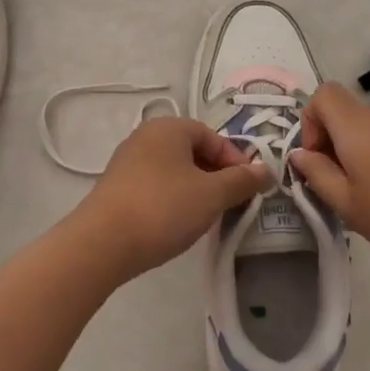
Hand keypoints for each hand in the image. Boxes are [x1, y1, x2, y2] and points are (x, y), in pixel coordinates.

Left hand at [72, 118, 270, 280]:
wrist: (103, 242)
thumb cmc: (163, 208)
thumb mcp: (212, 194)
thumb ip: (242, 180)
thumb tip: (266, 170)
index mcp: (168, 128)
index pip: (212, 136)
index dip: (236, 160)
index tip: (249, 189)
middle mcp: (145, 137)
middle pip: (192, 151)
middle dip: (217, 175)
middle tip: (231, 203)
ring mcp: (127, 162)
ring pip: (174, 170)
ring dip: (196, 189)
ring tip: (207, 216)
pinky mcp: (117, 187)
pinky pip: (156, 185)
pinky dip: (173, 198)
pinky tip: (178, 222)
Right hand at [289, 82, 369, 271]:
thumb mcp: (347, 204)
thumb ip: (317, 175)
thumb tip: (299, 155)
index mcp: (356, 126)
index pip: (322, 94)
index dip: (309, 122)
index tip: (315, 159)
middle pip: (343, 114)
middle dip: (329, 144)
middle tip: (335, 187)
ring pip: (366, 131)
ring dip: (354, 156)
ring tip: (364, 199)